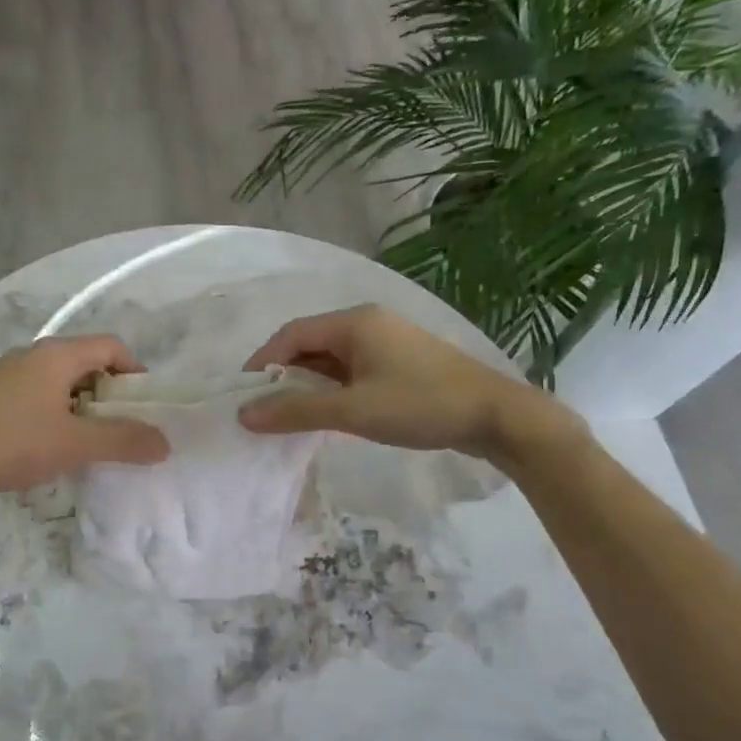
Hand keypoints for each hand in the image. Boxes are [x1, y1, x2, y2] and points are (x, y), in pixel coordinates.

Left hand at [0, 335, 169, 502]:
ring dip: (84, 407)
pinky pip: (40, 394)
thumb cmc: (11, 444)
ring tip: (89, 442)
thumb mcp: (74, 444)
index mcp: (57, 354)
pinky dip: (58, 413)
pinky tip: (52, 445)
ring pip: (62, 381)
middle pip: (88, 362)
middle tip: (120, 429)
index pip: (112, 346)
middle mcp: (34, 354)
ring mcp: (10, 373)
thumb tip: (165, 443)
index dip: (135, 373)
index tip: (144, 409)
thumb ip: (123, 441)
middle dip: (110, 394)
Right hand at [238, 305, 582, 464]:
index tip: (243, 394)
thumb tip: (244, 414)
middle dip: (283, 376)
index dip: (262, 362)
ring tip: (291, 416)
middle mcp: (367, 323)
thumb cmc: (420, 405)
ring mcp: (386, 342)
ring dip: (308, 385)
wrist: (497, 417)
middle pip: (309, 344)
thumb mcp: (352, 410)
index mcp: (354, 323)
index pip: (291, 335)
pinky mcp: (400, 363)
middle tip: (264, 410)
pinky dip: (332, 390)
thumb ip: (295, 411)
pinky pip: (351, 371)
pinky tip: (328, 414)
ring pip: (331, 360)